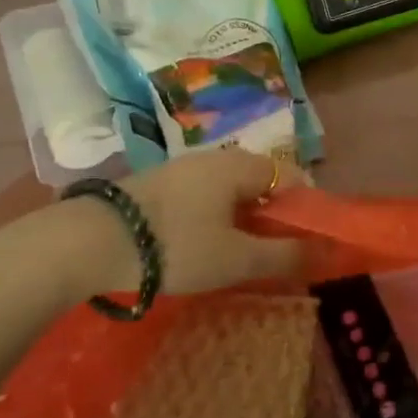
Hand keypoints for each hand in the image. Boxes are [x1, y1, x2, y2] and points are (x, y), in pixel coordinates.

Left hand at [108, 148, 305, 295]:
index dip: (302, 210)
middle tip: (267, 255)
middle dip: (270, 218)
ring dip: (240, 219)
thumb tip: (325, 253)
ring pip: (228, 191)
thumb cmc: (177, 246)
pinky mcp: (156, 184)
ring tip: (232, 256)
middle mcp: (213, 158)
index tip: (300, 244)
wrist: (92, 241)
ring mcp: (181, 168)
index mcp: (239, 166)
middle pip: (259, 183)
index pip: (289, 177)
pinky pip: (201, 196)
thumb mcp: (236, 259)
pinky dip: (211, 218)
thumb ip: (284, 255)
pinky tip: (197, 246)